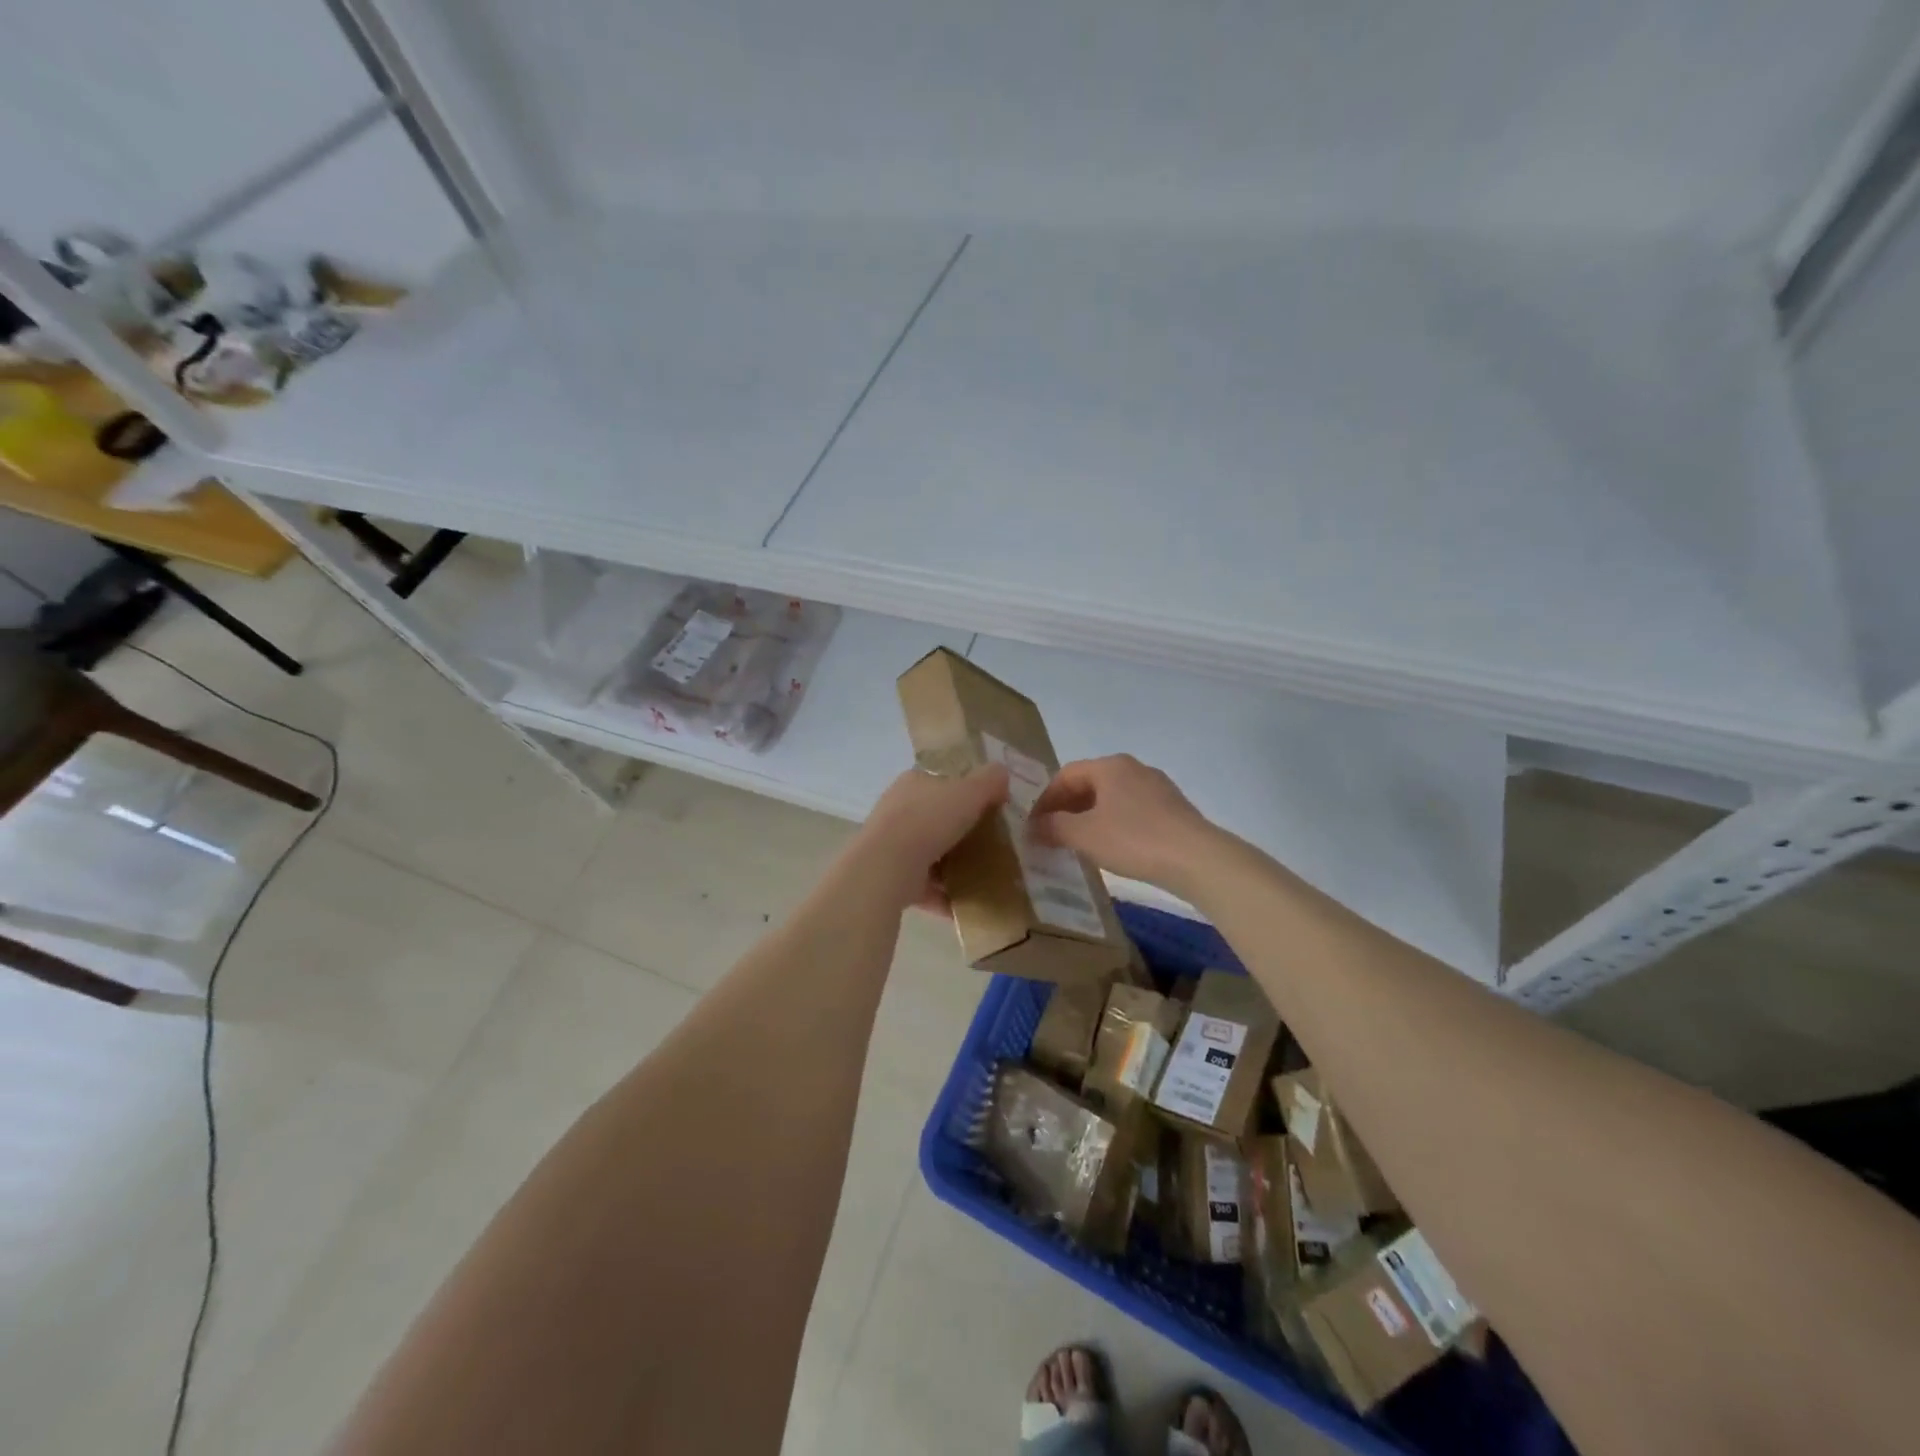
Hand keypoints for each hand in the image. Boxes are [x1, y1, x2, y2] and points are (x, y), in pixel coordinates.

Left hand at [853, 764, 1009, 909]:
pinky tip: (969, 904)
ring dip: (954, 865)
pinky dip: (945, 895)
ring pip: (931, 853)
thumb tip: (1002, 772)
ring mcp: (893, 846)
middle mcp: (898, 811)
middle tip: (993, 843)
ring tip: (985, 875)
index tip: (990, 806)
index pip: (941, 781)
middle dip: (961, 831)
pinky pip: (926, 886)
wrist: (888, 867)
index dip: (965, 790)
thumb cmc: (929, 820)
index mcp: (913, 783)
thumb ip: (989, 781)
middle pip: (936, 818)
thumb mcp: (968, 791)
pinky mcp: (893, 878)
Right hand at [1031, 755, 1218, 893]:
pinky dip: (1113, 824)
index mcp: (1110, 766)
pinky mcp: (1172, 808)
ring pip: (1111, 797)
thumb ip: (1054, 827)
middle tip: (1051, 834)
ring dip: (1089, 817)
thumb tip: (1034, 826)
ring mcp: (1157, 787)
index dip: (1044, 800)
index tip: (1032, 825)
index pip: (1065, 775)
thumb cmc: (1133, 839)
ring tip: (1077, 843)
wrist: (1196, 858)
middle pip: (1089, 784)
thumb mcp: (1084, 835)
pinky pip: (1131, 810)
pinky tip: (1111, 847)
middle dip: (1066, 808)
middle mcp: (1133, 768)